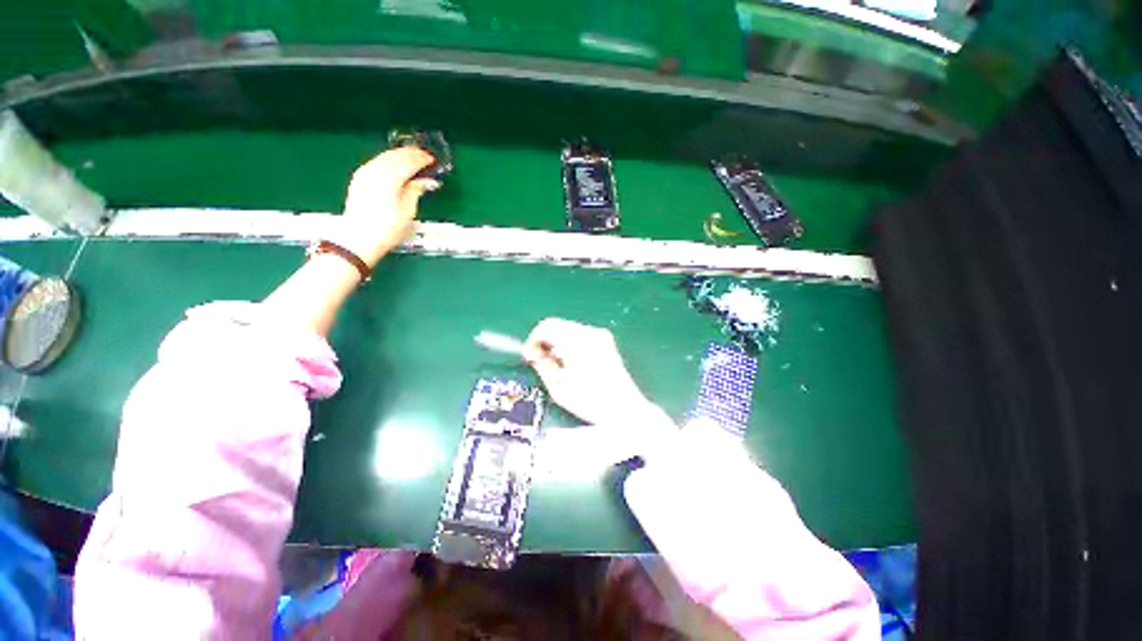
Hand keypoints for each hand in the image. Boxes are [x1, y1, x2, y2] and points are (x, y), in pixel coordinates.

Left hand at [336, 147, 438, 266]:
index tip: (432, 160)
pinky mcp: (360, 178)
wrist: (359, 237)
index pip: (408, 162)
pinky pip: (377, 161)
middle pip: (395, 155)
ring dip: (399, 155)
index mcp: (390, 178)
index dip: (421, 159)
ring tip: (411, 158)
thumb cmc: (388, 228)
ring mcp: (365, 173)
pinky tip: (395, 165)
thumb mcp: (408, 211)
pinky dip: (389, 160)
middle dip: (410, 154)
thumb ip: (416, 191)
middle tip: (424, 155)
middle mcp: (375, 171)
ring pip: (384, 156)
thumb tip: (426, 181)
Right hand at [523, 318, 661, 427]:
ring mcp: (600, 335)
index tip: (530, 357)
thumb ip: (542, 366)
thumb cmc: (592, 402)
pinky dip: (568, 344)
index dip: (533, 340)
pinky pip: (579, 334)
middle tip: (539, 361)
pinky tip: (569, 362)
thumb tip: (534, 355)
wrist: (625, 410)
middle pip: (557, 324)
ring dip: (556, 342)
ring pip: (567, 328)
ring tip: (554, 365)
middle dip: (544, 341)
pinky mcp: (605, 341)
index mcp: (578, 342)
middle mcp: (590, 333)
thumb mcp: (559, 388)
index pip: (547, 326)